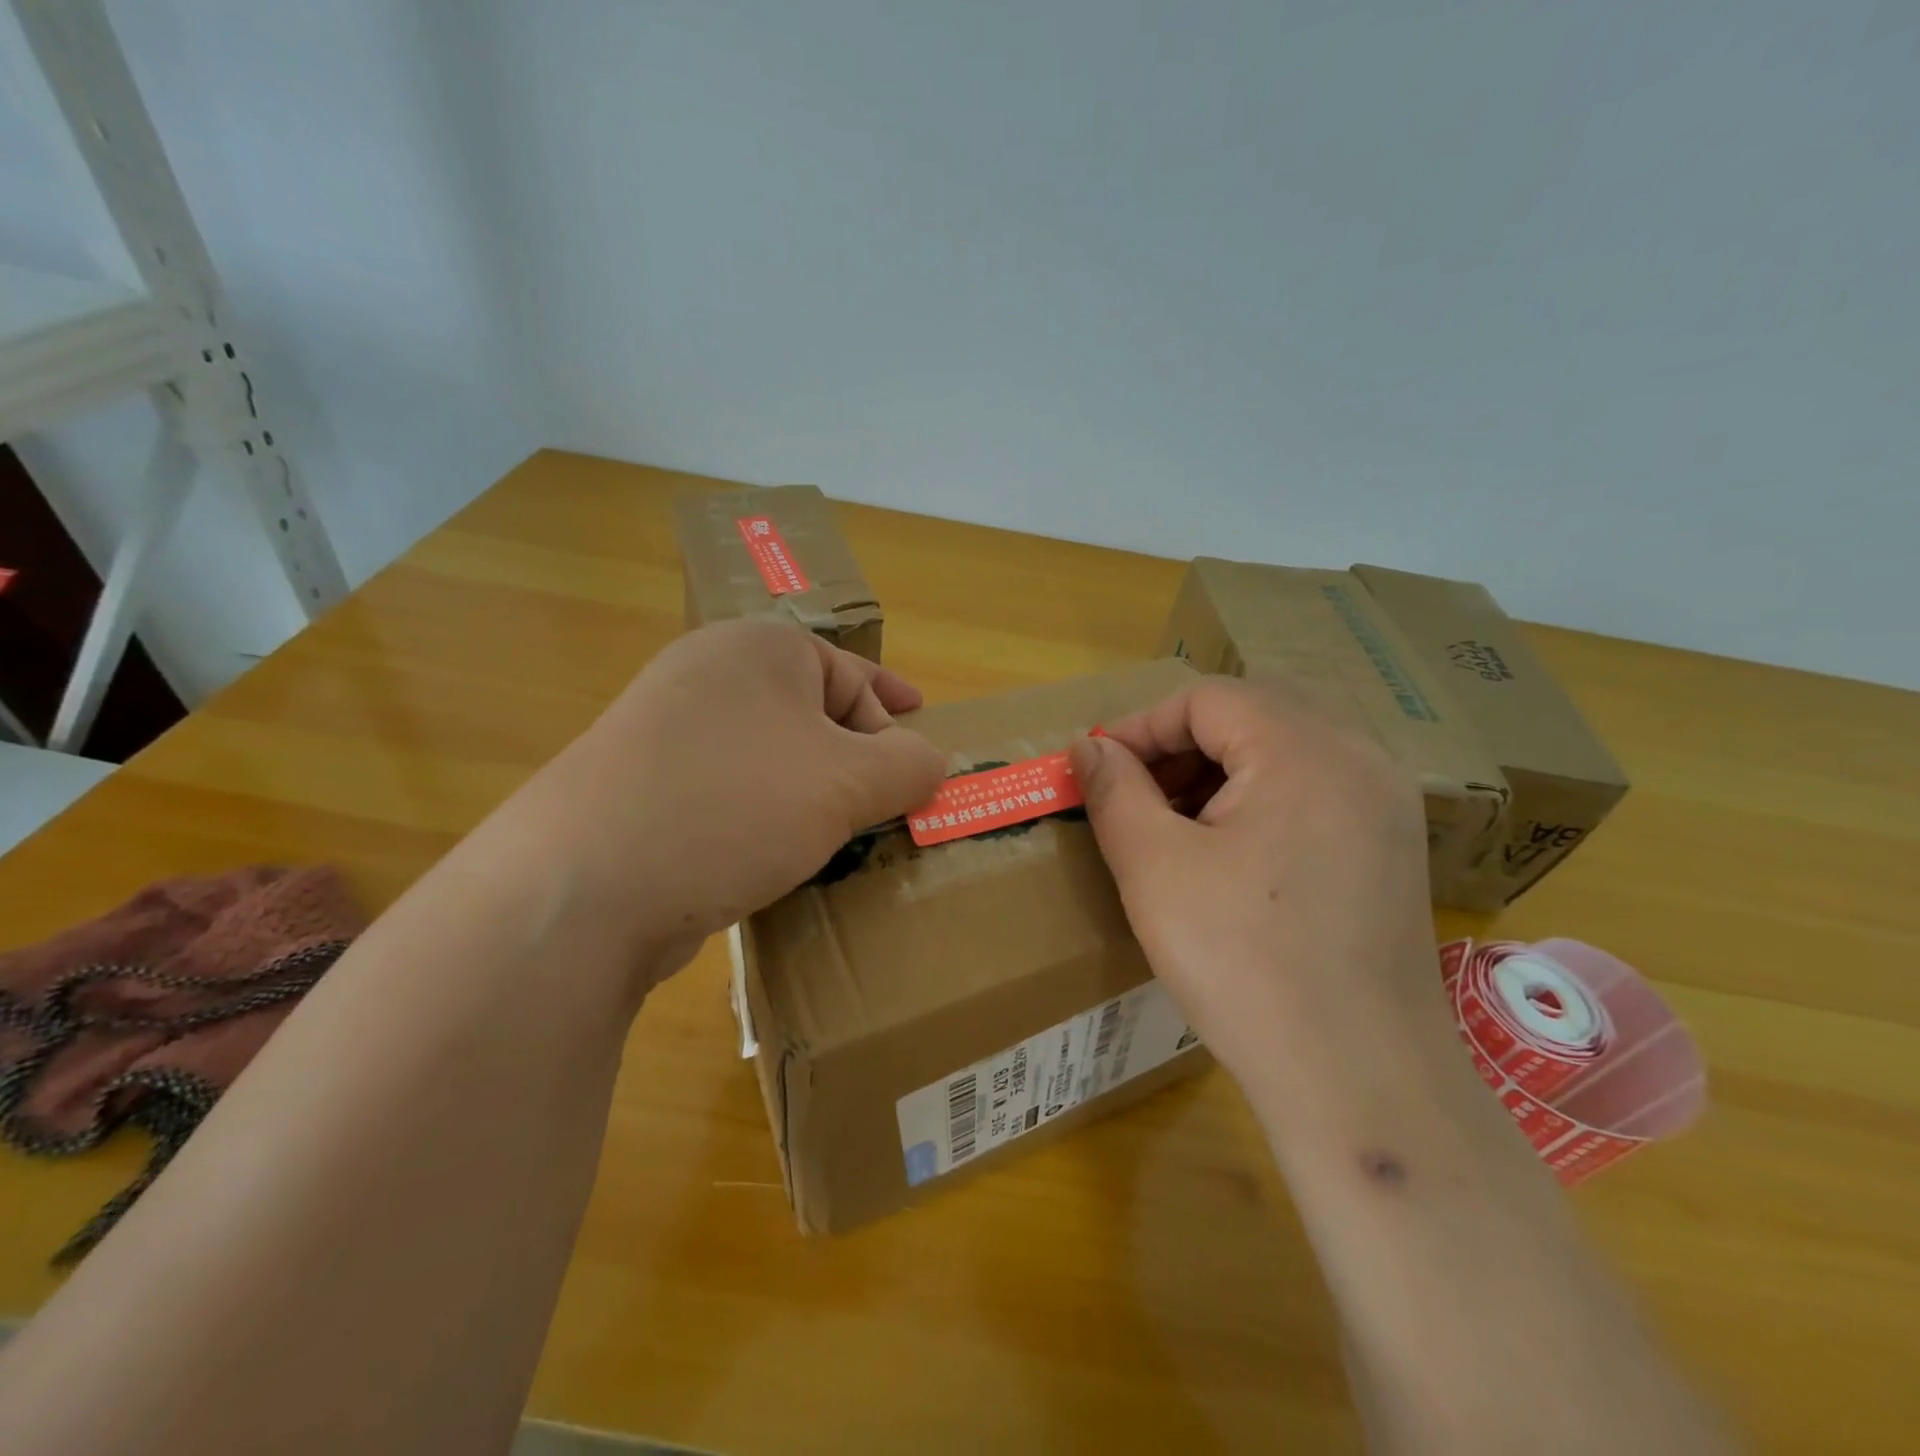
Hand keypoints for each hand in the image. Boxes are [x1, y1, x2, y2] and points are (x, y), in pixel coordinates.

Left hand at [525, 619, 943, 980]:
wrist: (584, 885)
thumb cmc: (737, 805)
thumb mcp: (849, 782)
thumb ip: (909, 765)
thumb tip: (928, 762)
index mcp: (758, 649)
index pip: (850, 673)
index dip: (893, 709)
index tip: (922, 744)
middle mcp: (706, 675)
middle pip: (809, 711)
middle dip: (856, 756)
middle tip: (887, 799)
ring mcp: (663, 731)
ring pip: (767, 754)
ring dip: (810, 790)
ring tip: (839, 832)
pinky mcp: (639, 788)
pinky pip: (728, 790)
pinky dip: (764, 815)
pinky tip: (775, 854)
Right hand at [1067, 675, 1452, 1104]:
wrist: (1358, 1077)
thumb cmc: (1243, 962)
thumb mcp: (1154, 868)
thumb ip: (1115, 791)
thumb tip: (1090, 747)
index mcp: (1304, 749)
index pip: (1208, 697)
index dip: (1143, 725)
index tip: (1101, 770)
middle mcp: (1360, 757)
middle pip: (1253, 711)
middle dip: (1182, 742)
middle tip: (1137, 791)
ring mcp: (1387, 802)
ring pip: (1288, 746)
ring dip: (1222, 767)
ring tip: (1177, 822)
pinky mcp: (1394, 845)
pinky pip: (1318, 786)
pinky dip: (1264, 794)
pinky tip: (1234, 850)